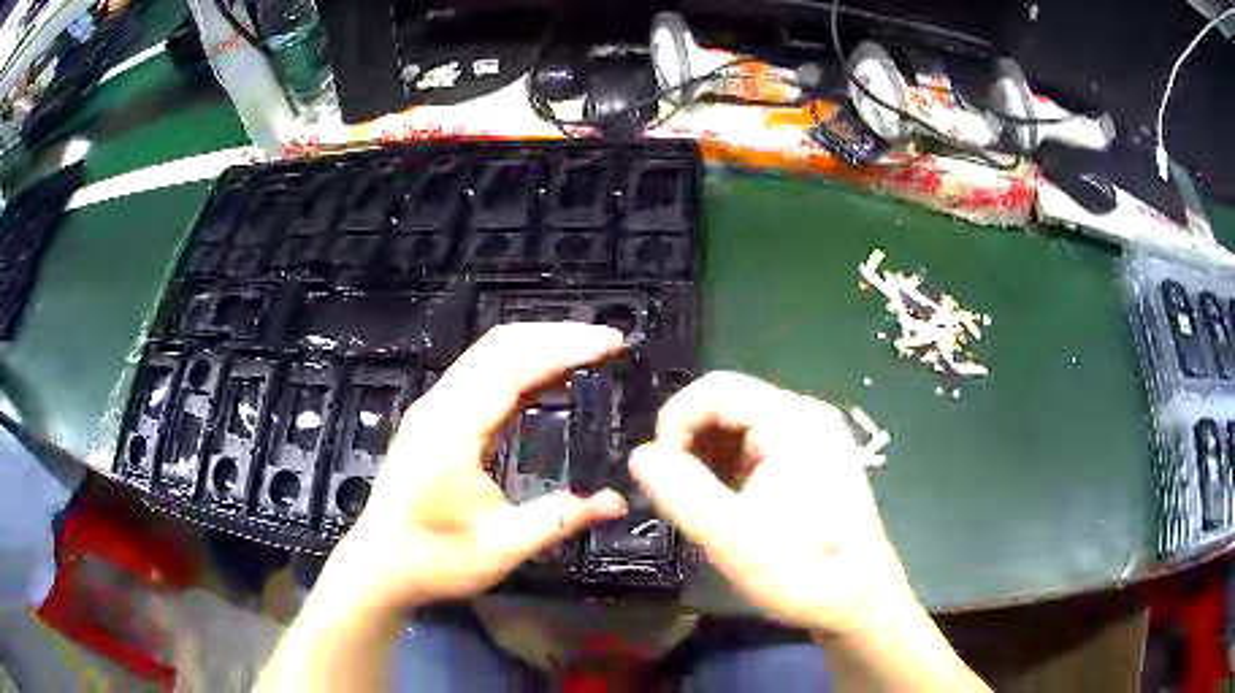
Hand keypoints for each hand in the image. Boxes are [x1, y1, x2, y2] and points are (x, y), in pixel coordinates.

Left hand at [328, 323, 628, 617]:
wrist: (380, 566)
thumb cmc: (434, 560)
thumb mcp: (502, 547)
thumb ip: (560, 519)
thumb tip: (617, 501)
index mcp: (452, 429)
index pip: (512, 366)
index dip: (564, 348)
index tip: (609, 343)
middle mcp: (440, 406)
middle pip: (499, 346)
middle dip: (556, 335)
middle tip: (607, 341)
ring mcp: (434, 409)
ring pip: (489, 354)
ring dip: (539, 345)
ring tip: (587, 351)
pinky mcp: (436, 419)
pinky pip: (482, 374)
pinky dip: (521, 365)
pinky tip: (549, 378)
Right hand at [629, 372, 915, 639]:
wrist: (859, 602)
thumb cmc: (800, 570)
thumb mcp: (729, 535)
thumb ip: (679, 490)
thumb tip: (639, 454)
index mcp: (793, 420)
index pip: (715, 389)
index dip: (674, 422)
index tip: (659, 472)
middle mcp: (807, 416)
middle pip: (728, 403)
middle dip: (690, 441)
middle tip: (674, 491)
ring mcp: (816, 437)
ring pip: (741, 425)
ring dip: (708, 455)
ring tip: (698, 501)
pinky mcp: (816, 461)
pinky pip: (760, 446)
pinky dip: (731, 466)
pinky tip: (726, 502)